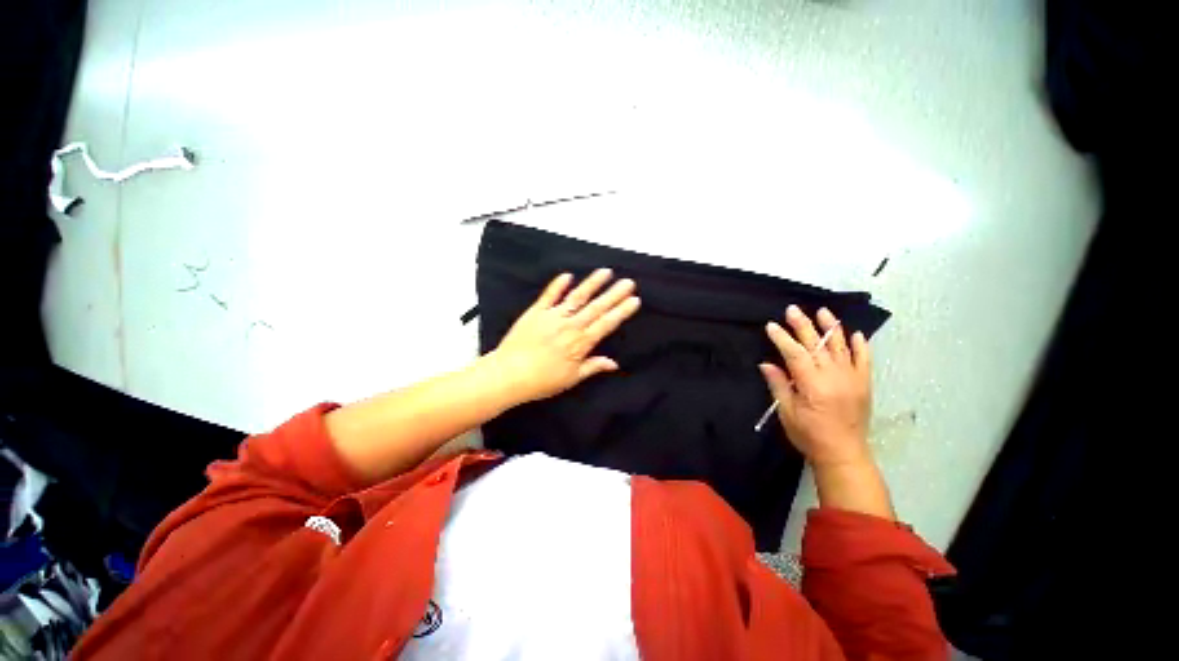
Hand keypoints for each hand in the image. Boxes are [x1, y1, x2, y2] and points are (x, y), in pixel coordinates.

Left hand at [489, 269, 640, 404]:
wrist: (508, 374)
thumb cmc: (541, 381)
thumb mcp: (571, 378)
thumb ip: (593, 367)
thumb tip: (614, 363)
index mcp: (580, 343)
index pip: (606, 324)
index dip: (621, 311)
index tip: (634, 300)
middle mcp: (570, 326)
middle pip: (596, 307)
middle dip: (614, 294)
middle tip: (628, 282)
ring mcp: (552, 316)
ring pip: (577, 297)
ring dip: (592, 284)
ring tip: (606, 272)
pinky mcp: (536, 312)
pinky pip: (549, 295)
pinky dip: (558, 285)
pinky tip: (568, 275)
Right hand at [759, 305, 872, 468]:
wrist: (844, 454)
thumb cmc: (809, 435)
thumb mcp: (788, 412)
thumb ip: (778, 385)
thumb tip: (766, 364)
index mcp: (813, 385)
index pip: (795, 354)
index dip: (782, 339)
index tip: (771, 326)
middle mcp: (835, 377)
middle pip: (817, 345)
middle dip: (803, 326)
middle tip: (792, 310)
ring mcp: (852, 379)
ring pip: (841, 347)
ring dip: (831, 328)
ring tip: (823, 311)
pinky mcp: (864, 384)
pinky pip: (864, 360)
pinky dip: (860, 346)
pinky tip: (855, 334)